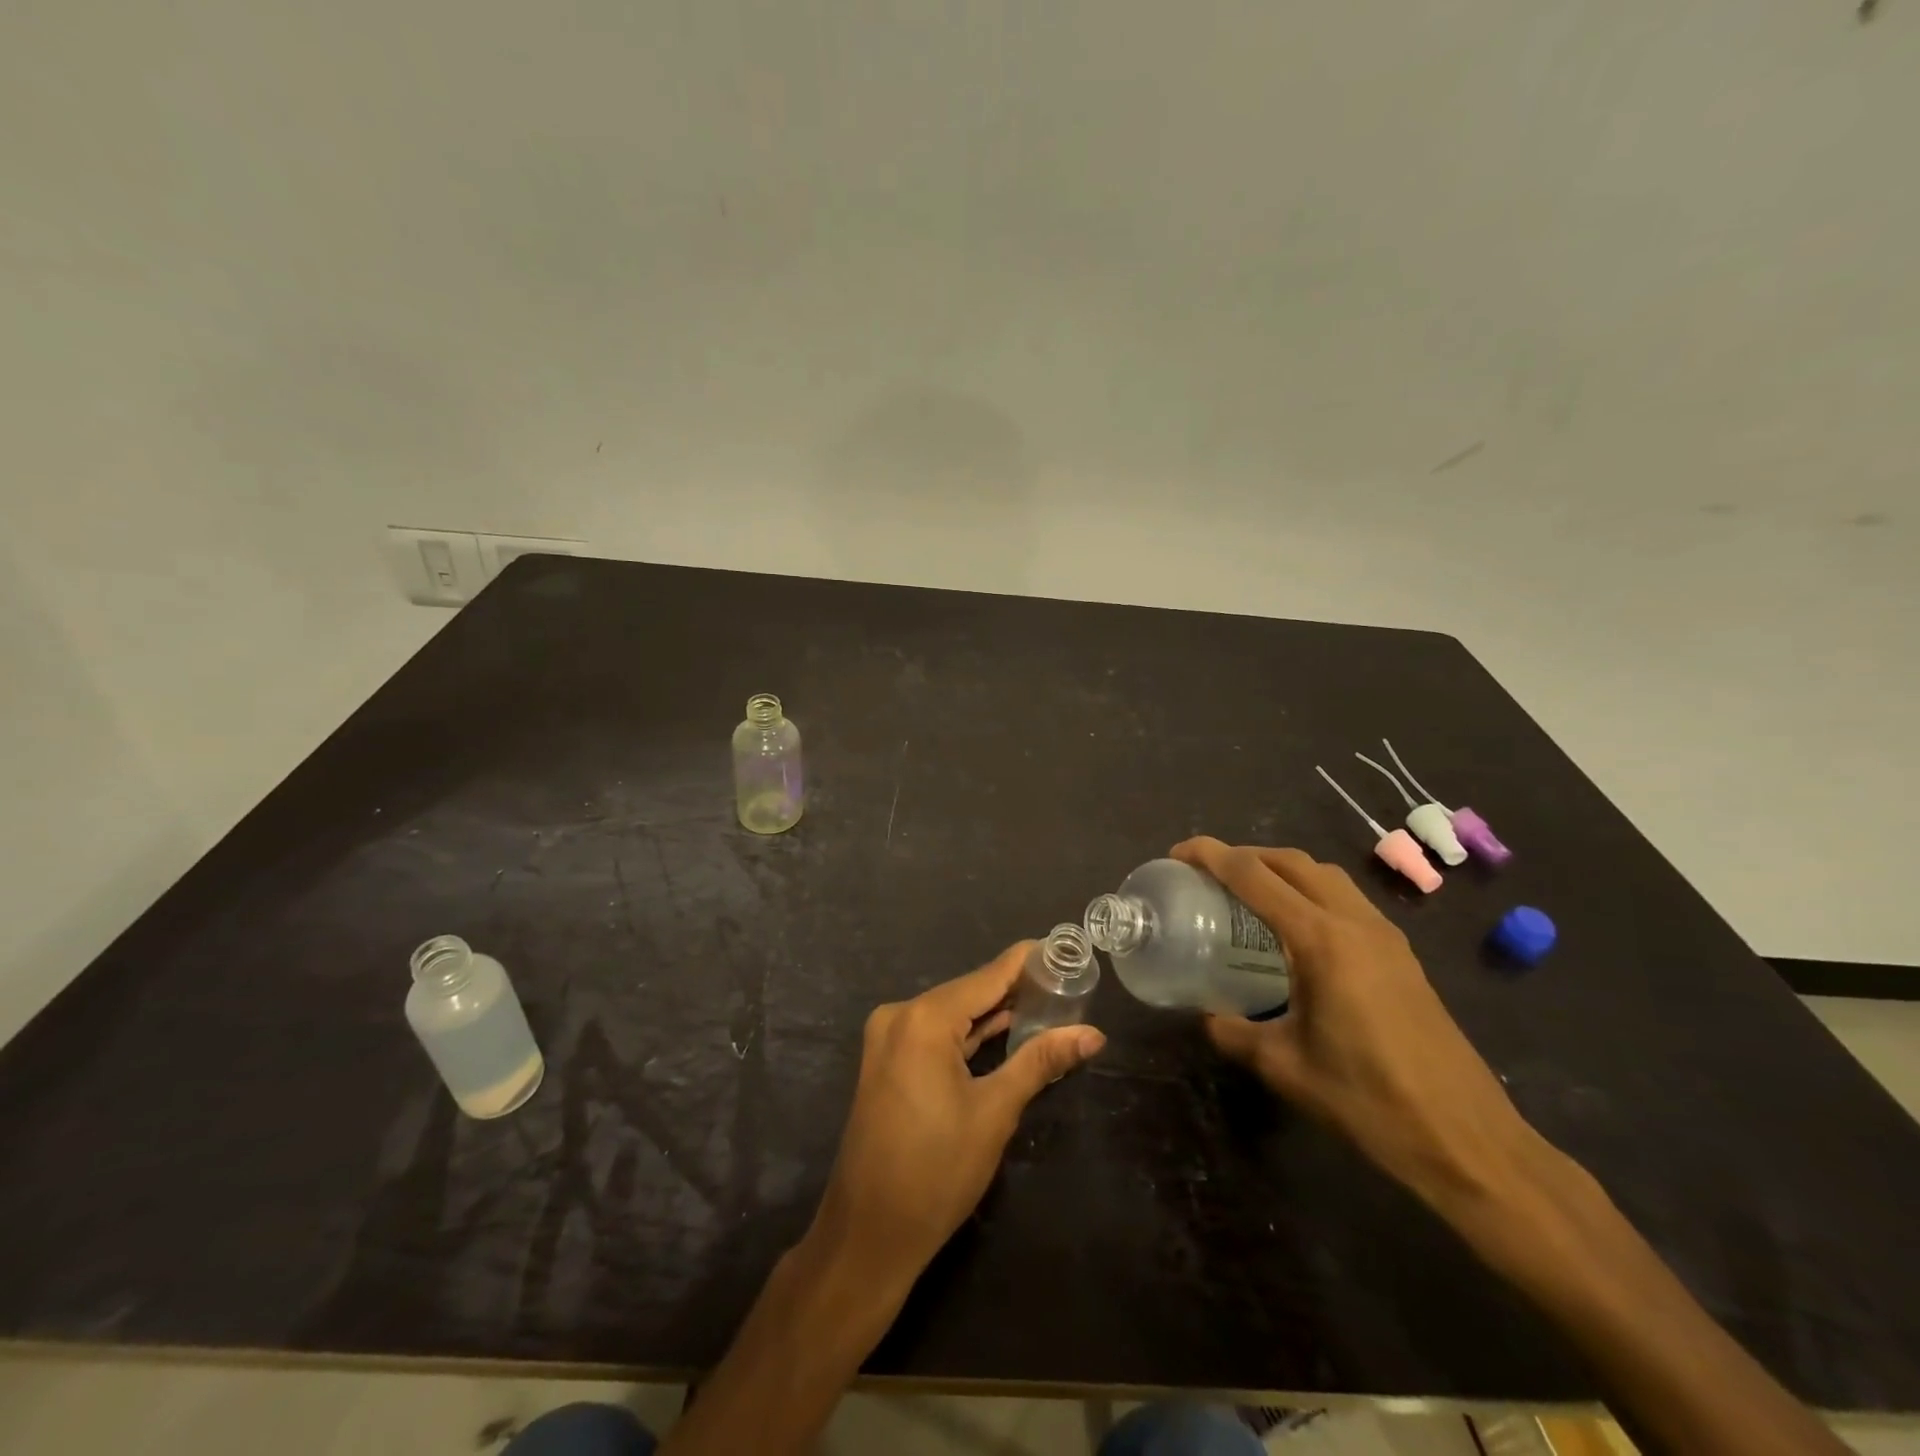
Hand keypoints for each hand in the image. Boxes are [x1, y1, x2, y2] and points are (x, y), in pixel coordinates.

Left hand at [811, 942, 1105, 1286]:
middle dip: (1016, 989)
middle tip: (1067, 982)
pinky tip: (1004, 1031)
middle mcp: (901, 1015)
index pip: (988, 976)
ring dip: (994, 1013)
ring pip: (953, 1013)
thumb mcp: (995, 1112)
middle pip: (969, 991)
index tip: (1064, 948)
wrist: (868, 1233)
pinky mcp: (888, 1060)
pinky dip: (968, 1033)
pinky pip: (936, 1033)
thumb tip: (1093, 1035)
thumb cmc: (936, 1172)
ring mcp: (889, 1038)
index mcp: (924, 1018)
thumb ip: (1040, 1062)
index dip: (1027, 962)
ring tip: (1046, 1002)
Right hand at [1173, 837, 1540, 1209]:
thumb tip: (1206, 1017)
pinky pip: (1346, 900)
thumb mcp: (1284, 1068)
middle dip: (1245, 855)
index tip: (1178, 853)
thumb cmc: (1369, 1102)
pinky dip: (1310, 892)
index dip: (1212, 856)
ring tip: (1248, 893)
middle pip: (1293, 862)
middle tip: (1208, 872)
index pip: (1255, 876)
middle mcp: (1355, 923)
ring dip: (1282, 870)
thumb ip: (1234, 1034)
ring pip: (1325, 876)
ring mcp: (1385, 937)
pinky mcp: (1402, 956)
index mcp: (1321, 940)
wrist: (1468, 1141)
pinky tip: (1295, 930)